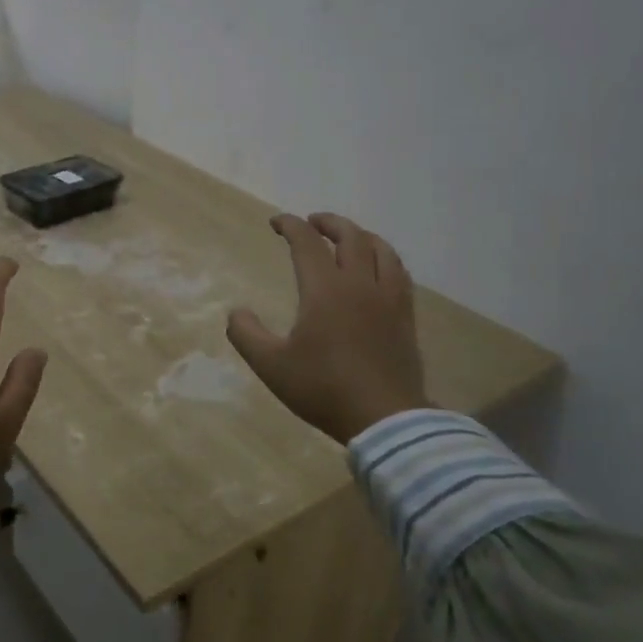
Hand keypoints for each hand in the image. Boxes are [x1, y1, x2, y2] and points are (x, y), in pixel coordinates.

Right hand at [226, 213, 428, 443]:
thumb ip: (246, 334)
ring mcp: (388, 299)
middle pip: (350, 236)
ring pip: (381, 250)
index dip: (290, 226)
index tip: (276, 222)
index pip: (307, 243)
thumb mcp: (271, 366)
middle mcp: (360, 284)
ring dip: (361, 235)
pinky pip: (399, 273)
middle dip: (329, 223)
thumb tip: (237, 312)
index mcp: (325, 290)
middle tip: (312, 223)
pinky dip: (385, 259)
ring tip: (349, 238)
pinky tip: (379, 270)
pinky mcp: (405, 317)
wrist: (384, 418)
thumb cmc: (323, 389)